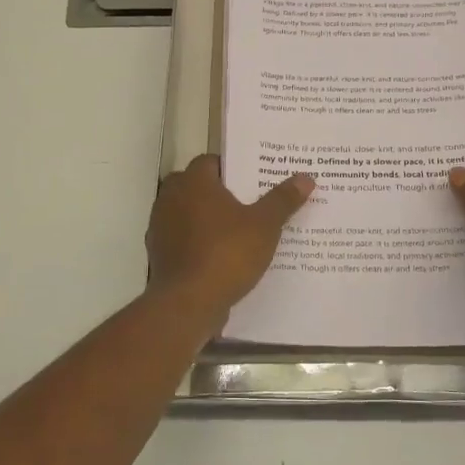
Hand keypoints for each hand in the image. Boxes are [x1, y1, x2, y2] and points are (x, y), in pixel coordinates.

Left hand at [146, 155, 315, 318]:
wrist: (188, 303)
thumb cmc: (227, 253)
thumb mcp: (265, 226)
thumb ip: (283, 200)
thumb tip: (306, 177)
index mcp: (193, 182)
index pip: (211, 161)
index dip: (233, 168)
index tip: (254, 180)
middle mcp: (171, 197)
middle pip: (197, 186)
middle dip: (220, 193)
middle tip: (250, 204)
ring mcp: (160, 226)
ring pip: (187, 213)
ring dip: (207, 219)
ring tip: (238, 231)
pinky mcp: (158, 254)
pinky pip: (182, 239)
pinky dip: (197, 242)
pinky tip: (220, 256)